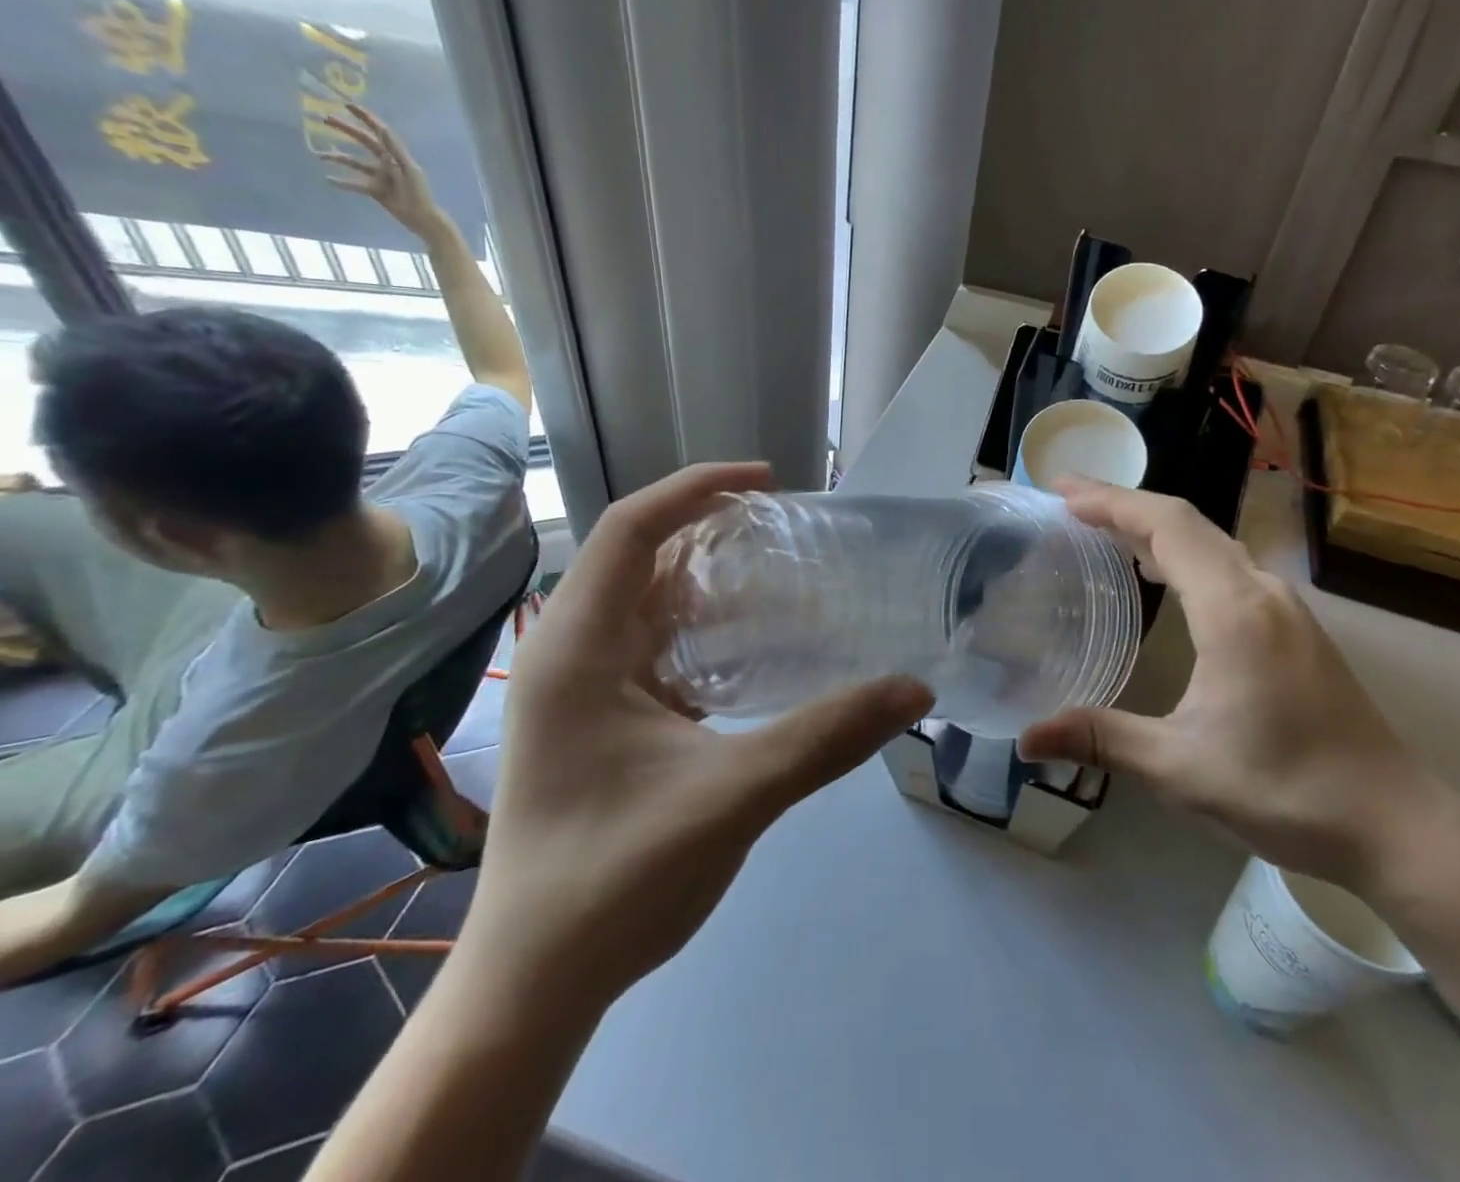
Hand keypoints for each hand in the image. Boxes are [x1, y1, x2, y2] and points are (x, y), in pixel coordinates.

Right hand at [317, 103, 447, 241]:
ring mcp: (380, 175)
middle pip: (363, 141)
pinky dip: (343, 182)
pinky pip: (356, 183)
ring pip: (355, 162)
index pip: (379, 132)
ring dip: (338, 158)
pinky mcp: (376, 189)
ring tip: (319, 155)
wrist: (422, 218)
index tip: (347, 105)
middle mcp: (387, 162)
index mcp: (396, 155)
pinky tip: (329, 180)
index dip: (365, 117)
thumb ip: (395, 150)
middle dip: (346, 129)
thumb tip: (382, 129)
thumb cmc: (419, 193)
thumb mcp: (409, 169)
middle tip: (324, 119)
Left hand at [459, 462, 932, 1005]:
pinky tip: (755, 648)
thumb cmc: (614, 882)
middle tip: (787, 531)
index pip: (631, 529)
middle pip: (641, 558)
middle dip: (710, 531)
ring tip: (781, 577)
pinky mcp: (600, 718)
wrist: (536, 983)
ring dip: (709, 581)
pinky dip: (704, 629)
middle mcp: (571, 653)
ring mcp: (582, 688)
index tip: (767, 483)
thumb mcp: (731, 799)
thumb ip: (825, 738)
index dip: (696, 489)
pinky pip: (655, 645)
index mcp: (579, 649)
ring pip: (648, 603)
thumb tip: (915, 688)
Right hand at [1017, 479, 1454, 888]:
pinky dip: (1184, 554)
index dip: (1111, 501)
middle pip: (1187, 521)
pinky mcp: (1295, 627)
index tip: (1062, 491)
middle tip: (1068, 503)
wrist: (1397, 824)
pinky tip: (1163, 578)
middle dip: (1124, 505)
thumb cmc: (1288, 791)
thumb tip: (1026, 739)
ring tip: (1103, 532)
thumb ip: (1102, 740)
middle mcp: (1261, 590)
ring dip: (1155, 528)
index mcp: (1233, 608)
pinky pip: (1228, 566)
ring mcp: (1284, 607)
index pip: (1165, 525)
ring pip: (1211, 542)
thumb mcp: (1182, 769)